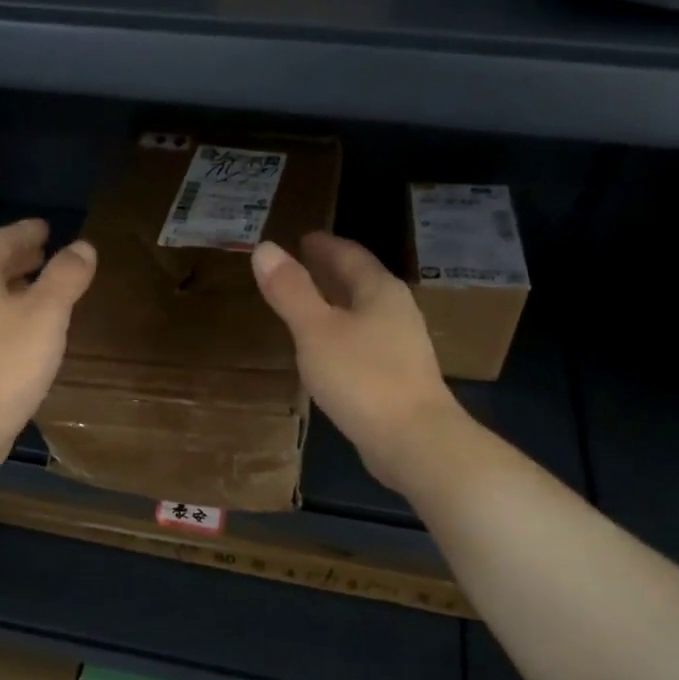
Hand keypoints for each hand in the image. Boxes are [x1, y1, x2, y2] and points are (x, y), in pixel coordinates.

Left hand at [0, 218, 96, 476]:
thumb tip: (83, 247)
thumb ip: (66, 277)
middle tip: (48, 252)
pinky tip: (35, 331)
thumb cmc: (7, 362)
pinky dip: (16, 313)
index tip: (47, 227)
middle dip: (21, 257)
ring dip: (19, 286)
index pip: (1, 240)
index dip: (25, 230)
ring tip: (46, 288)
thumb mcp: (46, 313)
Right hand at [252, 232, 465, 492]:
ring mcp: (402, 346)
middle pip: (360, 282)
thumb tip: (265, 248)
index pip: (350, 255)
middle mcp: (397, 312)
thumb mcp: (316, 331)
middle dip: (331, 272)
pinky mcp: (398, 377)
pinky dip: (342, 334)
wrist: (413, 440)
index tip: (303, 238)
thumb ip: (290, 291)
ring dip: (337, 304)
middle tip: (301, 265)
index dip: (324, 245)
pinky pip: (365, 341)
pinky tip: (327, 350)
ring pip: (363, 313)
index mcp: (380, 292)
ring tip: (308, 304)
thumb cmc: (362, 378)